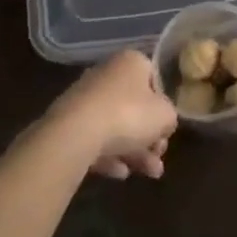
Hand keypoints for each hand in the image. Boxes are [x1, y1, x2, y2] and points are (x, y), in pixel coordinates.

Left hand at [48, 49, 176, 178]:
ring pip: (115, 126)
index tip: (167, 131)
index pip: (155, 82)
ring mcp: (83, 99)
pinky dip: (109, 155)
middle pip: (134, 107)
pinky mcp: (66, 124)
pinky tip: (119, 173)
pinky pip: (94, 138)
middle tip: (159, 159)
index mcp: (131, 62)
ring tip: (148, 174)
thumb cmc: (128, 115)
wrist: (74, 135)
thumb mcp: (166, 116)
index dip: (164, 108)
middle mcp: (106, 74)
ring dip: (134, 151)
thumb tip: (164, 124)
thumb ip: (170, 118)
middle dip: (149, 137)